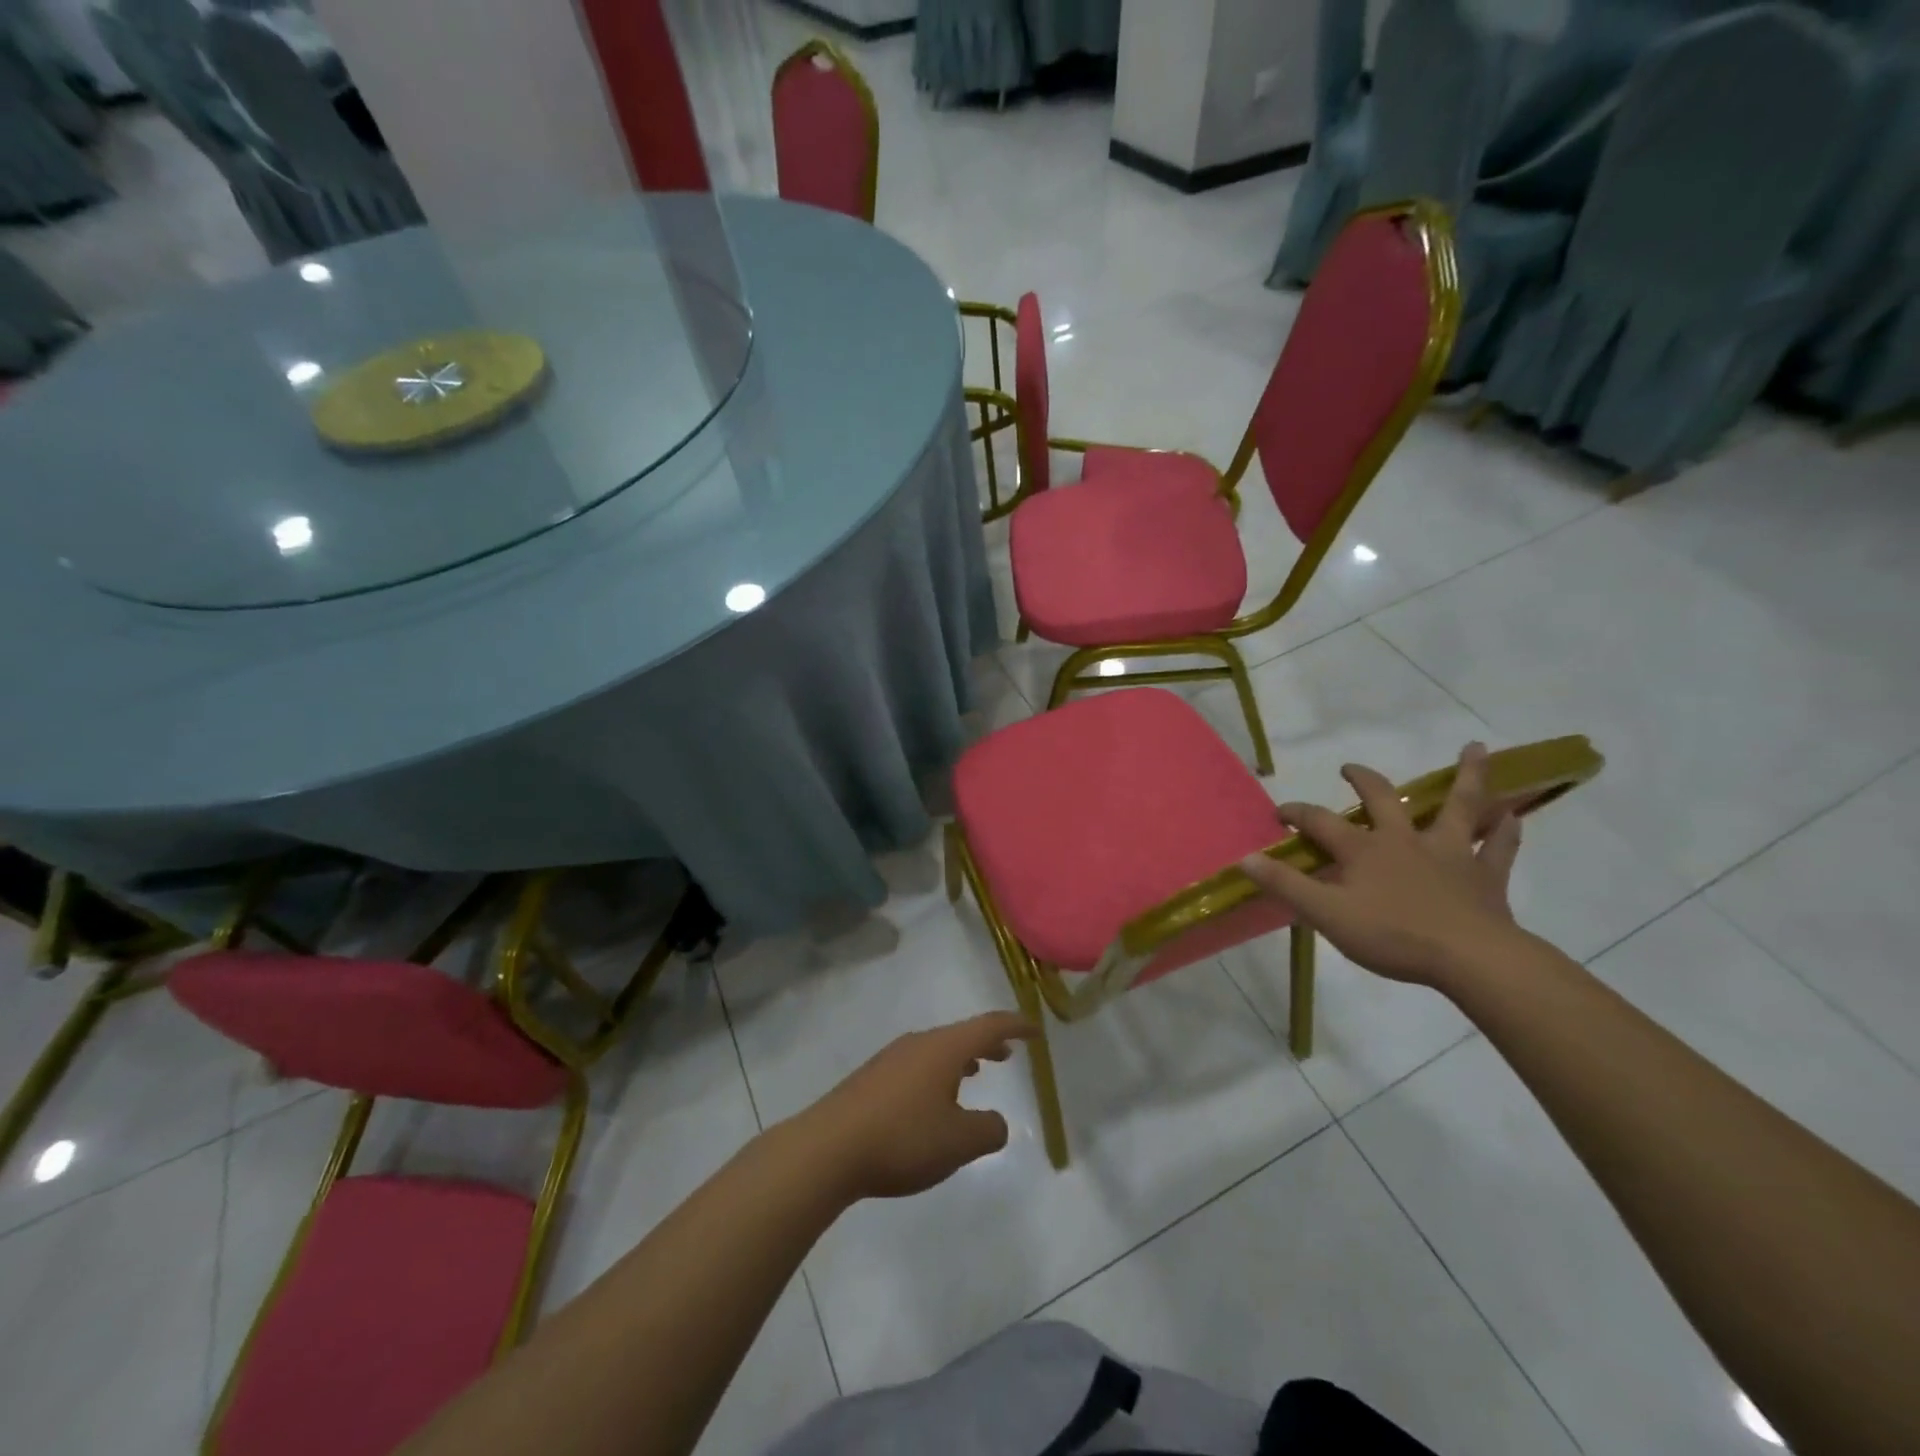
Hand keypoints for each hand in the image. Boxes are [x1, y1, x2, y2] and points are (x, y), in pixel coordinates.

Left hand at [795, 1011, 1036, 1199]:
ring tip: (974, 1073)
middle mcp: (918, 1043)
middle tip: (1007, 1054)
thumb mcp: (958, 1142)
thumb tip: (996, 1122)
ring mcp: (891, 1058)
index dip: (1016, 1026)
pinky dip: (937, 1073)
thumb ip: (987, 1130)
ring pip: (936, 1050)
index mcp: (944, 1048)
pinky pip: (916, 1065)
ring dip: (960, 1059)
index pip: (989, 1026)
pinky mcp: (871, 1078)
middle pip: (961, 1035)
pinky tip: (932, 1101)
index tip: (1036, 1031)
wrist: (828, 1148)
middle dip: (987, 1043)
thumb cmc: (902, 1139)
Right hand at [1239, 742, 1527, 987]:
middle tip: (1350, 769)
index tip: (1279, 813)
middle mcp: (1404, 840)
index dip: (1296, 813)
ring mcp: (1449, 854)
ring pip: (1458, 807)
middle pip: (1384, 799)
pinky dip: (1506, 830)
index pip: (1320, 822)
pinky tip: (1514, 815)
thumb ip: (1285, 884)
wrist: (1470, 959)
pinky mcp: (1485, 877)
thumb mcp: (1326, 914)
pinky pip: (1498, 847)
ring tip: (1474, 750)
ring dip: (1467, 778)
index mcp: (1364, 849)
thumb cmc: (1392, 935)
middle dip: (1363, 781)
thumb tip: (1244, 858)